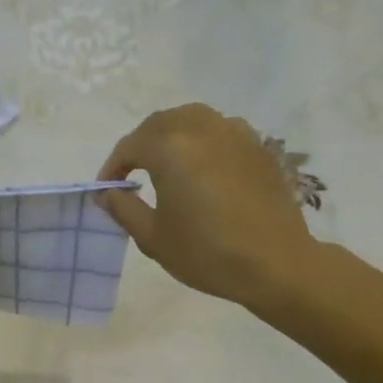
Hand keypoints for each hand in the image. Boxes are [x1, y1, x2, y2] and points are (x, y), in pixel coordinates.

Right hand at [98, 104, 314, 306]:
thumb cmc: (207, 252)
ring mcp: (235, 134)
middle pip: (161, 122)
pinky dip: (203, 140)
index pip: (130, 146)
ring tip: (166, 162)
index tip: (107, 189)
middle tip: (132, 172)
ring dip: (172, 134)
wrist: (276, 263)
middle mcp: (202, 129)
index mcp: (170, 148)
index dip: (113, 166)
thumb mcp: (153, 237)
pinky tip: (203, 166)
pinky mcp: (258, 147)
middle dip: (141, 144)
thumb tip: (109, 193)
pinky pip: (222, 130)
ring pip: (193, 119)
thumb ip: (124, 208)